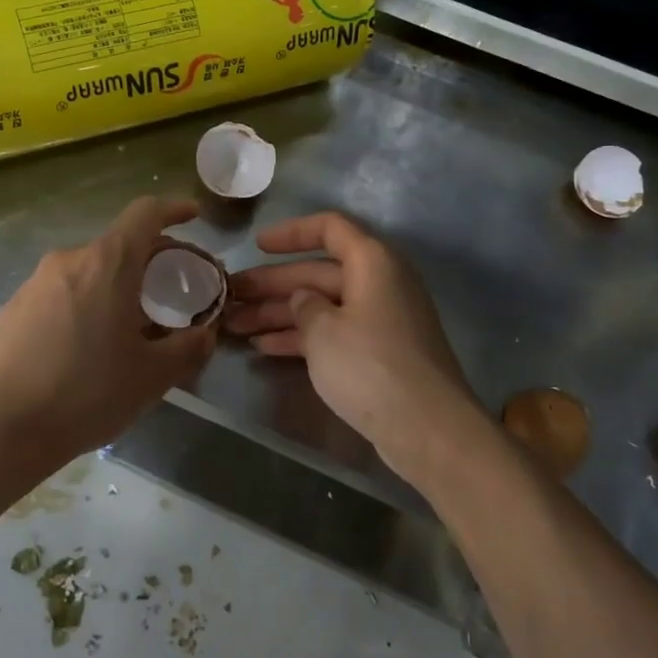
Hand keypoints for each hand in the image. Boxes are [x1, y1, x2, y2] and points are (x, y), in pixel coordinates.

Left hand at [0, 197, 216, 459]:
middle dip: (149, 260)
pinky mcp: (14, 307)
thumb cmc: (89, 392)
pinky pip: (60, 293)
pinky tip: (85, 344)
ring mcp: (35, 282)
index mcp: (108, 264)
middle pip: (118, 245)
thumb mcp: (154, 375)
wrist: (8, 427)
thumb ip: (189, 347)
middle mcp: (69, 260)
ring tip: (127, 323)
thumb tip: (205, 333)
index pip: (145, 213)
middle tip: (170, 291)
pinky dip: (83, 303)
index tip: (192, 216)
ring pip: (88, 270)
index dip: (173, 208)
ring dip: (114, 284)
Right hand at [224, 211, 487, 485]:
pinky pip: (333, 333)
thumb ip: (304, 306)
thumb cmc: (371, 366)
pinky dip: (301, 337)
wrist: (428, 429)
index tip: (256, 246)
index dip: (291, 233)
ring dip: (279, 313)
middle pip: (317, 272)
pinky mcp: (378, 353)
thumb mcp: (324, 331)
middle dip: (272, 284)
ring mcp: (380, 320)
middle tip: (230, 296)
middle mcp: (379, 283)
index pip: (329, 228)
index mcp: (372, 263)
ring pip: (321, 306)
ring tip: (235, 325)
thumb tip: (303, 300)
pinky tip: (264, 347)